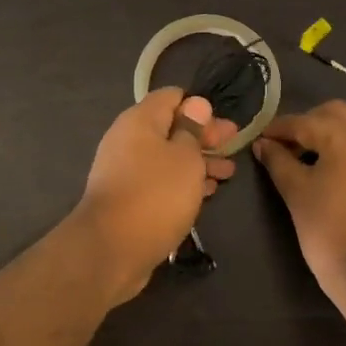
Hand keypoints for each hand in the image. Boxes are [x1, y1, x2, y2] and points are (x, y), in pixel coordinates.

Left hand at [72, 88, 238, 302]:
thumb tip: (195, 104)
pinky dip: (182, 182)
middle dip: (203, 137)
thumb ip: (192, 130)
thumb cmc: (156, 194)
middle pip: (170, 128)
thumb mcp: (185, 158)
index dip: (199, 106)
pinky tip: (206, 192)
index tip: (222, 122)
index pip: (171, 96)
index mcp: (139, 120)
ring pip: (167, 157)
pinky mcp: (127, 198)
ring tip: (228, 173)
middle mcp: (128, 140)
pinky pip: (159, 181)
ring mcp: (124, 170)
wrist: (111, 249)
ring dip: (198, 162)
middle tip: (233, 147)